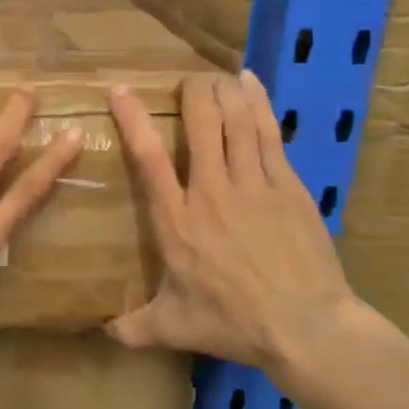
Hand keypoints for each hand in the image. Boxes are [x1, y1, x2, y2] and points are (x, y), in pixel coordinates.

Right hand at [108, 70, 364, 378]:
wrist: (306, 328)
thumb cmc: (234, 323)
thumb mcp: (174, 327)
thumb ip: (135, 327)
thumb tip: (102, 333)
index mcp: (177, 220)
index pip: (148, 159)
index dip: (133, 120)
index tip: (121, 91)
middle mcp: (212, 191)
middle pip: (201, 125)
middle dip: (191, 93)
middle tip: (186, 80)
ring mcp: (254, 185)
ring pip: (236, 122)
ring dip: (224, 92)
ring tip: (215, 75)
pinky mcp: (288, 187)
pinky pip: (270, 134)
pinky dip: (259, 104)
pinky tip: (252, 84)